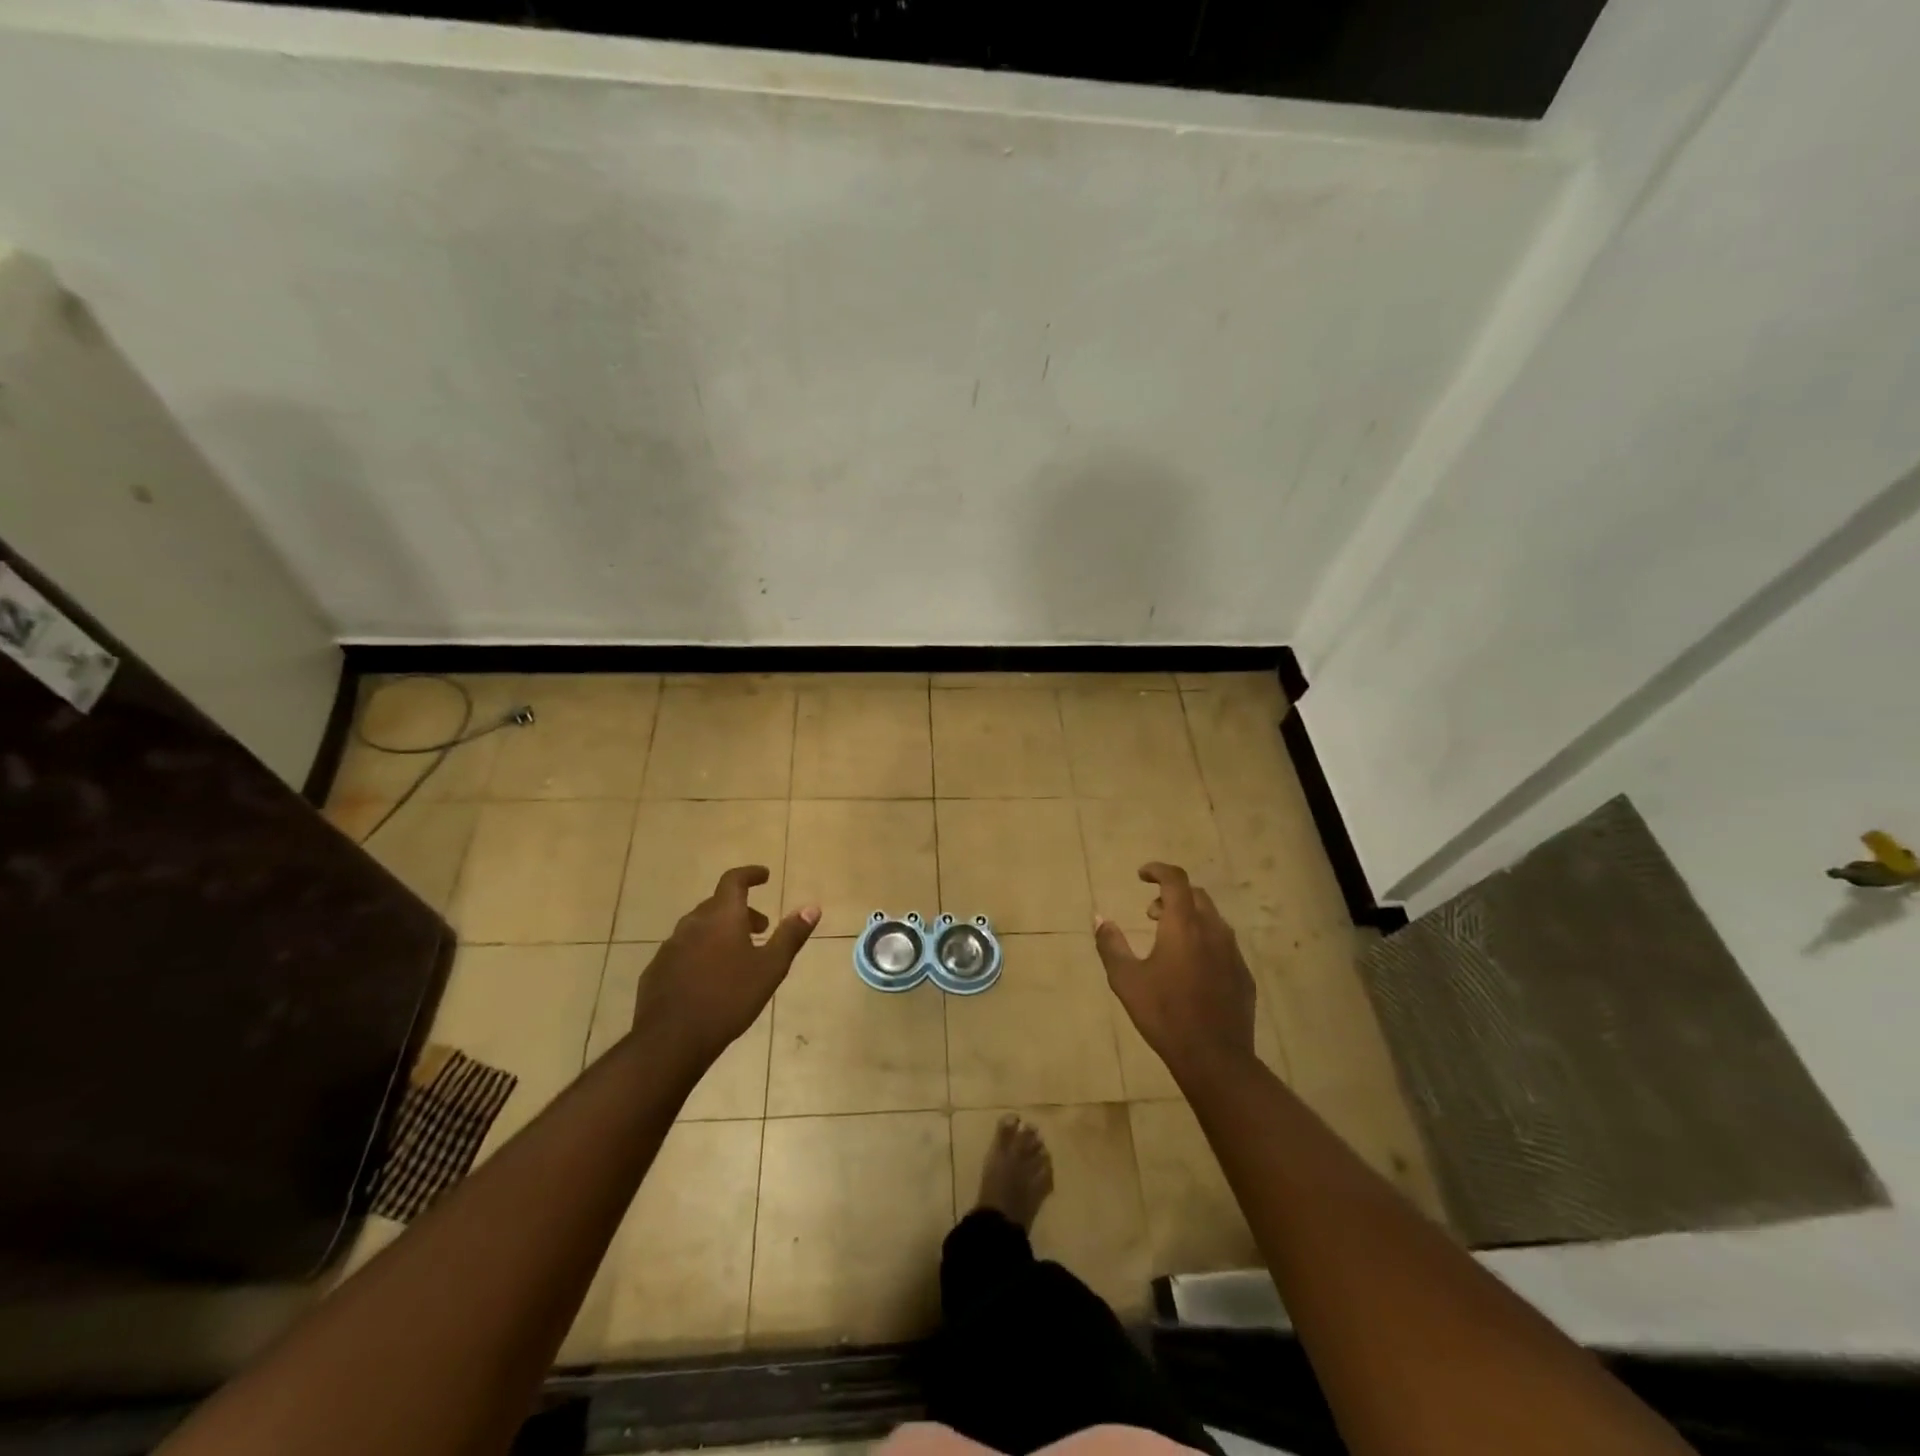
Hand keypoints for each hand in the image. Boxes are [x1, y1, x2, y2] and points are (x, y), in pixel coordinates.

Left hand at [631, 866, 818, 1062]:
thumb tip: (812, 907)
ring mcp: (671, 946)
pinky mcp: (657, 969)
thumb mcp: (770, 968)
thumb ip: (791, 935)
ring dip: (721, 932)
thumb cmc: (728, 999)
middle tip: (761, 928)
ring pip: (700, 927)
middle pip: (718, 905)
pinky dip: (701, 951)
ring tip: (738, 954)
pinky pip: (684, 950)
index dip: (750, 874)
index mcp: (722, 916)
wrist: (670, 1039)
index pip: (734, 880)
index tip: (765, 876)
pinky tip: (709, 978)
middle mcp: (693, 923)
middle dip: (741, 911)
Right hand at [1093, 862, 1257, 1073]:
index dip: (1158, 870)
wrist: (1215, 1058)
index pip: (1175, 880)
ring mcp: (1233, 953)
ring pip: (1212, 920)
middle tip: (1151, 914)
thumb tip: (1100, 918)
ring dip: (1189, 918)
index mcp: (1184, 925)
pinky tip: (1191, 969)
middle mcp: (1213, 930)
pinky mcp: (1244, 975)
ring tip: (1168, 940)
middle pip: (1196, 896)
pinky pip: (1223, 945)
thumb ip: (1110, 944)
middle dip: (1172, 896)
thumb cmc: (1164, 1014)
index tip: (1141, 875)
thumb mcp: (1126, 979)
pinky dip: (1204, 942)